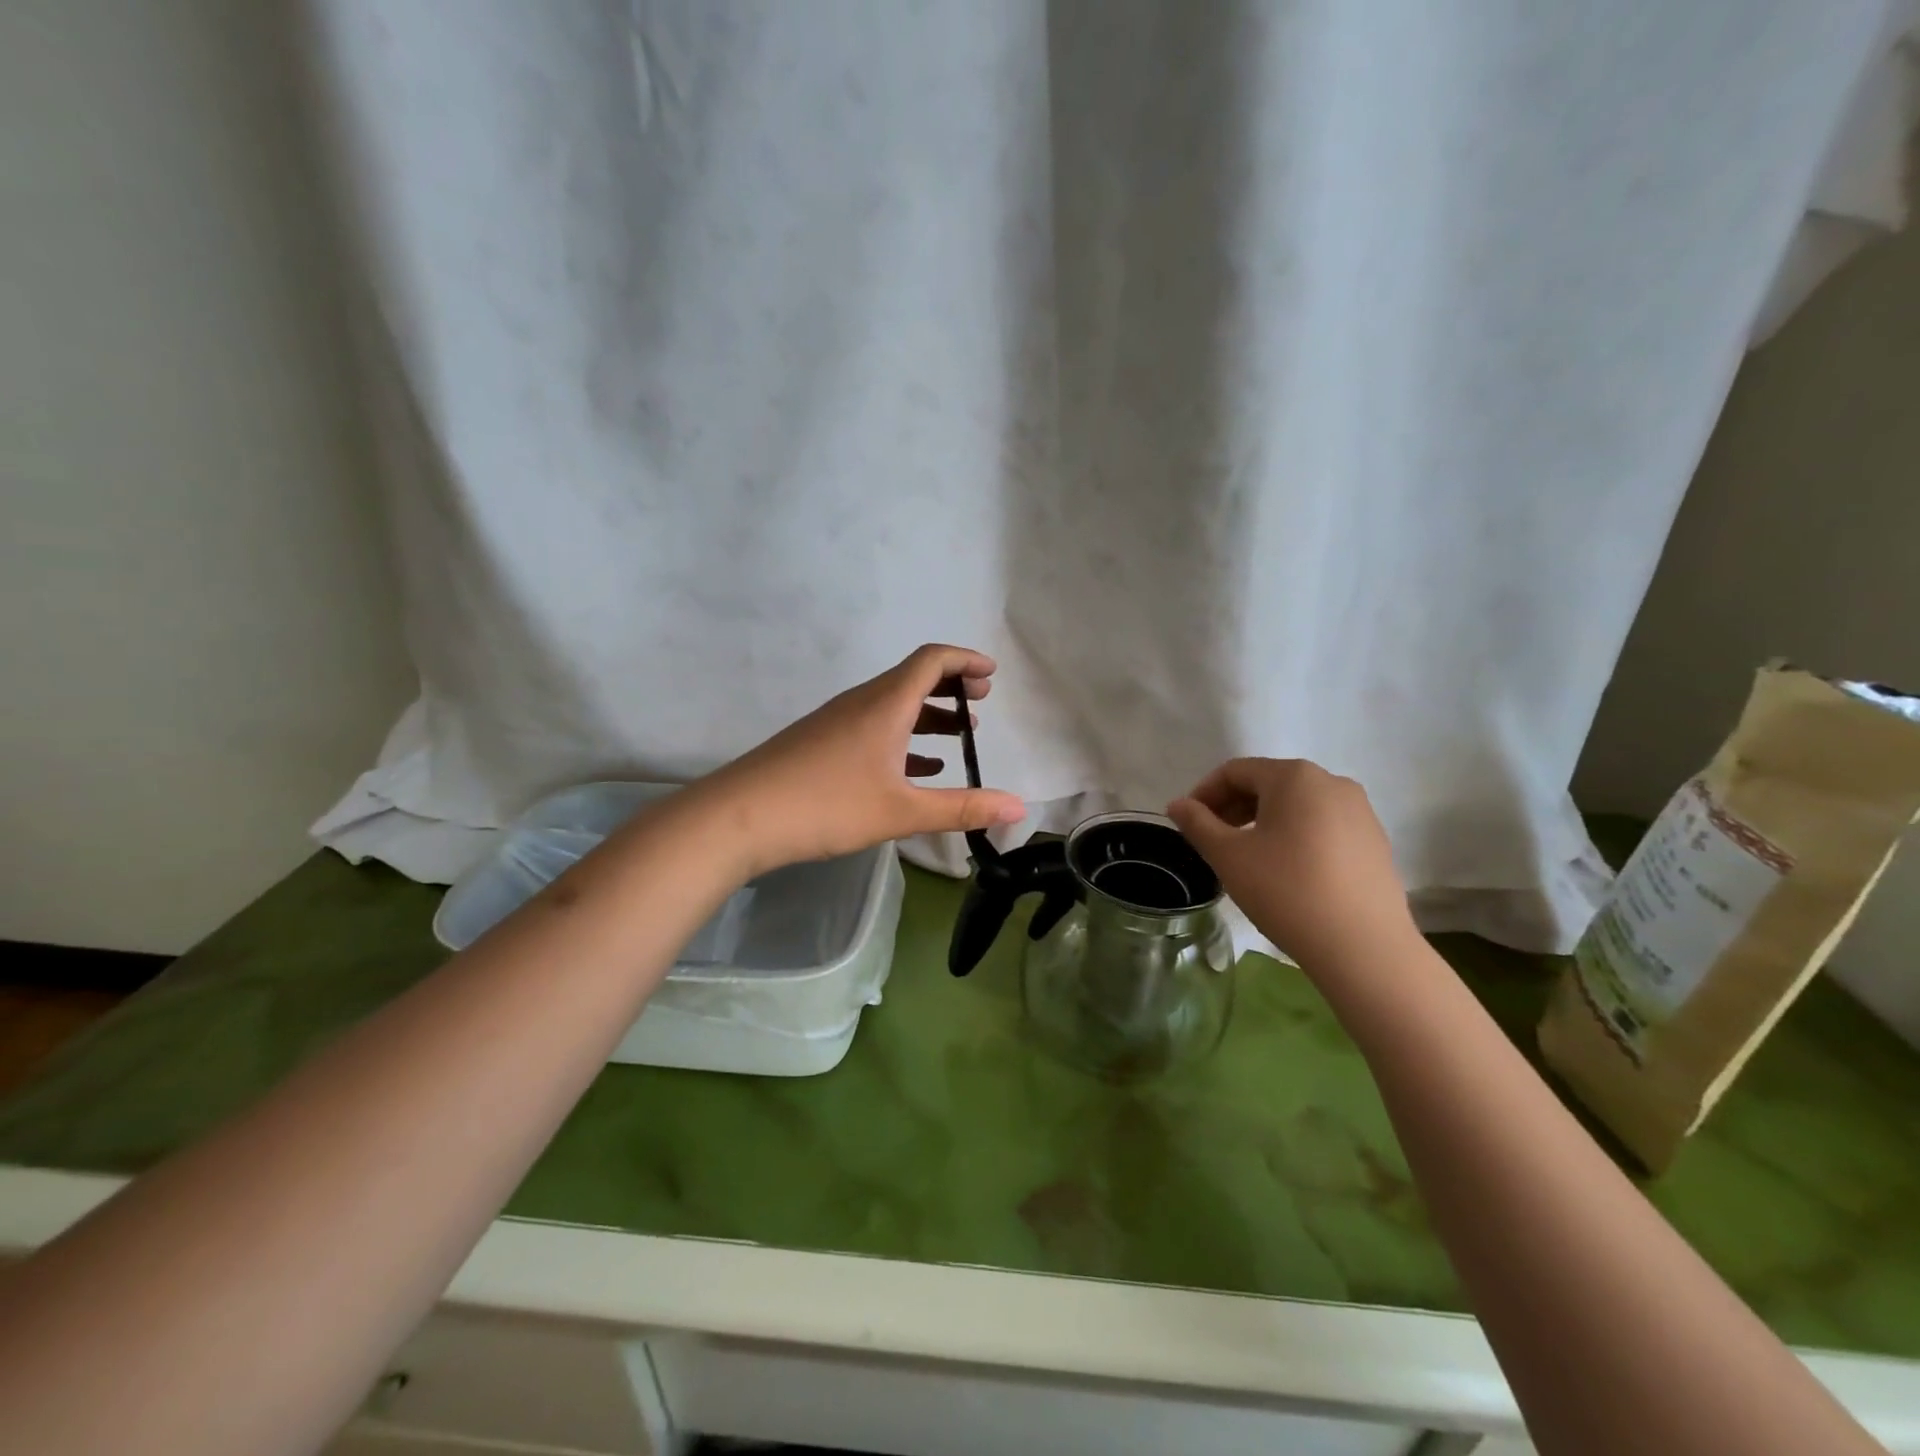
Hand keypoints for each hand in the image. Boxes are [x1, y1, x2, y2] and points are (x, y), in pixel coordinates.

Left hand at [696, 644, 1026, 876]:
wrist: (740, 816)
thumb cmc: (827, 804)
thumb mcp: (902, 811)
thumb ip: (962, 808)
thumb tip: (1018, 806)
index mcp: (886, 704)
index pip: (932, 660)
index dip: (965, 661)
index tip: (992, 675)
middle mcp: (862, 702)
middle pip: (913, 679)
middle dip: (952, 689)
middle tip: (980, 708)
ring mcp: (837, 721)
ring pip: (893, 706)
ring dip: (928, 716)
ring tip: (958, 738)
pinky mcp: (821, 743)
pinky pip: (873, 727)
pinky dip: (902, 738)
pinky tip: (915, 769)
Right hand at [1167, 758, 1416, 969]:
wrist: (1363, 947)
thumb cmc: (1286, 891)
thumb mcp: (1228, 856)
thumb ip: (1197, 823)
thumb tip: (1178, 804)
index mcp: (1294, 776)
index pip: (1235, 771)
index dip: (1204, 793)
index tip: (1186, 823)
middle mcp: (1331, 782)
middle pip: (1268, 784)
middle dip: (1233, 807)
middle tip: (1210, 840)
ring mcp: (1359, 811)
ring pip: (1296, 805)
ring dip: (1262, 822)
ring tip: (1245, 857)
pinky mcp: (1374, 841)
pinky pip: (1322, 825)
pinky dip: (1294, 836)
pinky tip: (1285, 871)